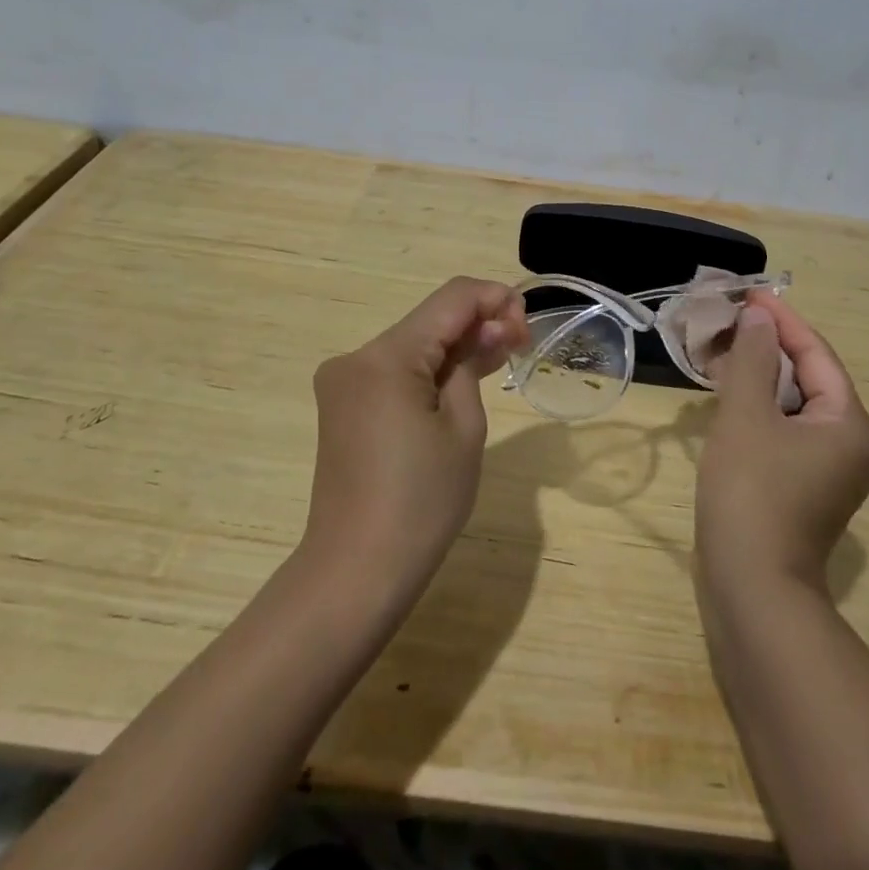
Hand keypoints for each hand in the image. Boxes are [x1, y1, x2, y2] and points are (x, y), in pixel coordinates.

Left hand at [305, 277, 528, 594]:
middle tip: (519, 347)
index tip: (526, 326)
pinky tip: (458, 384)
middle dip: (477, 324)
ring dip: (454, 347)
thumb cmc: (422, 501)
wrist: (356, 571)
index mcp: (386, 356)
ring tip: (496, 363)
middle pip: (429, 319)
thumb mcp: (464, 427)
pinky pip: (394, 371)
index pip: (451, 298)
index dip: (495, 298)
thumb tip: (490, 327)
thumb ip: (474, 362)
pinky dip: (429, 371)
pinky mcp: (342, 406)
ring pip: (412, 344)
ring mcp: (343, 382)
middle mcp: (356, 357)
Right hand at [697, 292, 868, 595]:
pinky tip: (727, 395)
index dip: (782, 321)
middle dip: (767, 347)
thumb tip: (758, 316)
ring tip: (721, 349)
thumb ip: (752, 358)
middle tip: (729, 321)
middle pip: (809, 378)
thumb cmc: (752, 493)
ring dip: (759, 376)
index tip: (749, 294)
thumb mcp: (747, 415)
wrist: (751, 589)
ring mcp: (827, 472)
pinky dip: (758, 408)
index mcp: (850, 425)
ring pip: (793, 405)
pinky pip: (783, 431)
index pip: (817, 355)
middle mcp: (849, 445)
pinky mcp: (801, 488)